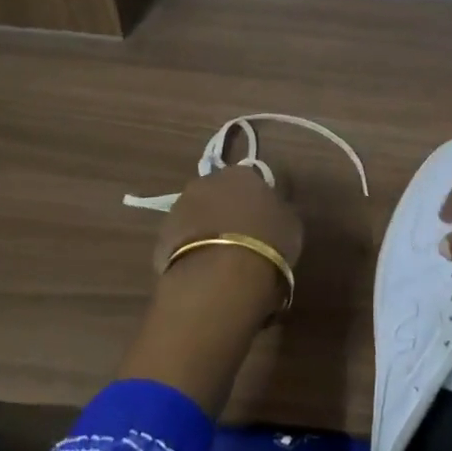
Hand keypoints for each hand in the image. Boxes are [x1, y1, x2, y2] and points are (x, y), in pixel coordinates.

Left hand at [153, 164, 303, 285]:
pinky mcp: (160, 238)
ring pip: (198, 216)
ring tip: (223, 259)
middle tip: (243, 238)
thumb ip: (279, 210)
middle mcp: (206, 182)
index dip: (258, 200)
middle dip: (228, 211)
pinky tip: (205, 272)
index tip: (265, 220)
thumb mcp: (291, 224)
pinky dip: (193, 251)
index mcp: (241, 173)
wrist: (220, 276)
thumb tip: (273, 208)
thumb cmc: (266, 243)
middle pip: (219, 194)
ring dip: (208, 230)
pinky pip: (183, 241)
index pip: (251, 179)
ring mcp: (179, 209)